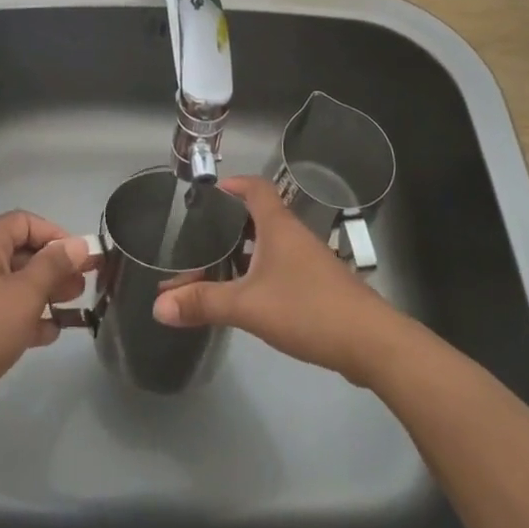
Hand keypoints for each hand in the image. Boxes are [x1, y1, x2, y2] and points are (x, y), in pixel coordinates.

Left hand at [0, 211, 93, 435]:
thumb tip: (78, 244)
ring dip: (46, 294)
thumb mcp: (25, 294)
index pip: (24, 222)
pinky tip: (50, 334)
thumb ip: (54, 266)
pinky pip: (5, 313)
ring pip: (16, 286)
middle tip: (82, 286)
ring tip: (74, 310)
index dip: (54, 234)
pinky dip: (28, 318)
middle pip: (22, 254)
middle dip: (55, 267)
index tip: (80, 257)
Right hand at [151, 174, 405, 384]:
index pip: (255, 188)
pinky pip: (280, 268)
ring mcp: (309, 261)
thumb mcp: (247, 306)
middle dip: (227, 225)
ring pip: (268, 246)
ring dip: (242, 253)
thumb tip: (158, 305)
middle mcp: (294, 236)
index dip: (232, 185)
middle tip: (197, 238)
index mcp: (278, 226)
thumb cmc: (308, 309)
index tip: (206, 194)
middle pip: (257, 217)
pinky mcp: (318, 286)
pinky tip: (244, 296)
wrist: (371, 342)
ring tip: (212, 269)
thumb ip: (203, 303)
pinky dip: (258, 274)